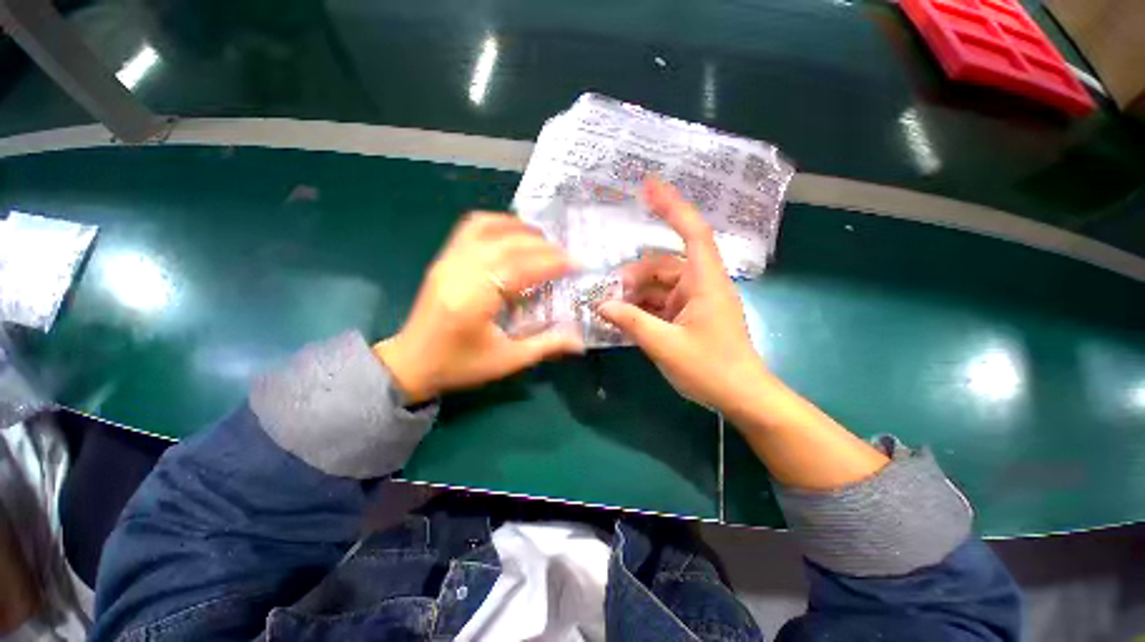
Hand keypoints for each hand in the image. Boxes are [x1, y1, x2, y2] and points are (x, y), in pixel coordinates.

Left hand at [375, 213, 583, 402]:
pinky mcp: (443, 259)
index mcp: (473, 300)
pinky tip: (513, 234)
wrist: (410, 363)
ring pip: (487, 227)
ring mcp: (447, 261)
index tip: (577, 263)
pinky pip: (470, 228)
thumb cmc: (460, 365)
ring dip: (520, 229)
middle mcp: (458, 272)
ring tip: (543, 241)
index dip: (552, 262)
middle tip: (566, 254)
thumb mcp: (507, 361)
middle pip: (506, 244)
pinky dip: (497, 224)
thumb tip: (581, 340)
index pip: (519, 268)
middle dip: (542, 246)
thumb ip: (546, 346)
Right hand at [599, 179, 769, 410]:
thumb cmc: (712, 370)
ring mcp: (695, 301)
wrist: (744, 398)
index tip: (648, 186)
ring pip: (660, 285)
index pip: (692, 232)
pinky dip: (643, 308)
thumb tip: (601, 305)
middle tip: (611, 293)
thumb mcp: (665, 346)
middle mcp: (701, 284)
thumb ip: (631, 322)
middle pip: (664, 264)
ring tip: (614, 309)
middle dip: (635, 275)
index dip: (672, 206)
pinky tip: (626, 319)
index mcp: (705, 282)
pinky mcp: (690, 316)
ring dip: (636, 294)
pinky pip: (662, 303)